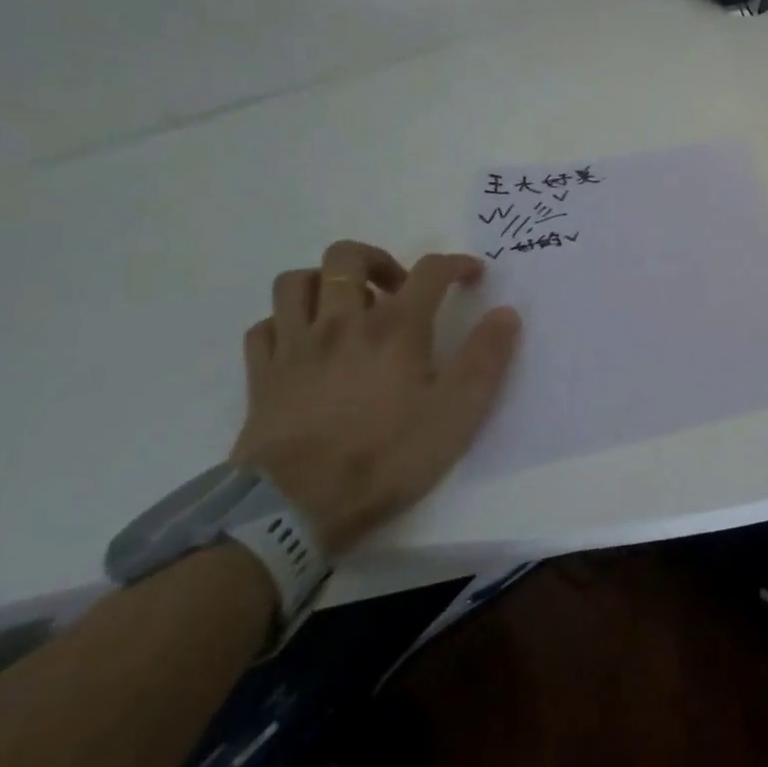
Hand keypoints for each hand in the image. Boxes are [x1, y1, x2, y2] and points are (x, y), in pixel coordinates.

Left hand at [233, 241, 521, 557]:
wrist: (293, 509)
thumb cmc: (386, 456)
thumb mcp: (457, 412)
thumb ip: (486, 357)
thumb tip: (506, 313)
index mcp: (395, 327)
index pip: (430, 270)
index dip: (456, 264)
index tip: (472, 274)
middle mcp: (342, 323)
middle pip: (347, 257)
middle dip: (378, 259)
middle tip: (399, 287)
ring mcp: (295, 347)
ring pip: (295, 282)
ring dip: (323, 281)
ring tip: (347, 306)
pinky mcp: (261, 376)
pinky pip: (264, 326)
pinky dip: (285, 322)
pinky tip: (304, 341)